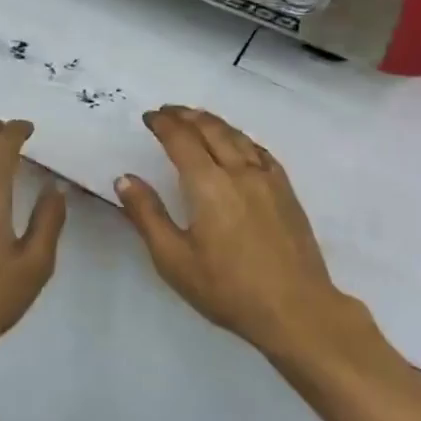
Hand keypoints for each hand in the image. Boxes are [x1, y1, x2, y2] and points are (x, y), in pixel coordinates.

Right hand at [116, 106, 348, 357]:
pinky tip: (238, 143)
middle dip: (186, 115)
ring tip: (197, 118)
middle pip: (210, 129)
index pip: (181, 139)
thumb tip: (125, 179)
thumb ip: (147, 215)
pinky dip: (241, 138)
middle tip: (168, 111)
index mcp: (208, 184)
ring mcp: (267, 178)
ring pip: (237, 135)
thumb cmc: (228, 289)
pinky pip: (260, 151)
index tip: (149, 117)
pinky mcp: (286, 191)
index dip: (163, 124)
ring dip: (213, 122)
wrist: (296, 309)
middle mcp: (239, 171)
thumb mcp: (174, 260)